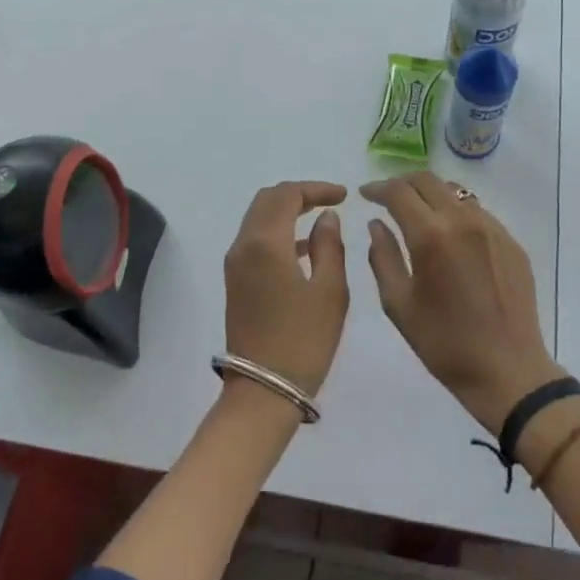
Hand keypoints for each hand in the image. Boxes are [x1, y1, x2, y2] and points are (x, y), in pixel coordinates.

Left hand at [223, 181, 349, 397]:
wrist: (263, 391)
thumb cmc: (304, 341)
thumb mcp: (330, 292)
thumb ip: (329, 246)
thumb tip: (326, 217)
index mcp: (266, 243)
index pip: (287, 195)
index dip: (316, 188)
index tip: (344, 195)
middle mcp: (243, 246)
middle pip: (266, 201)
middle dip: (298, 195)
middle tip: (331, 202)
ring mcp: (235, 265)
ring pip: (258, 220)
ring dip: (286, 212)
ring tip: (321, 220)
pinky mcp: (235, 282)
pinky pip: (255, 241)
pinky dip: (278, 233)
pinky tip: (304, 249)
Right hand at [363, 172, 561, 432]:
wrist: (507, 370)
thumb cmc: (444, 343)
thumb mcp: (398, 303)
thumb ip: (382, 257)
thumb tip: (377, 225)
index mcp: (431, 236)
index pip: (399, 192)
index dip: (378, 188)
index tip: (365, 194)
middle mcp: (464, 221)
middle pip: (429, 181)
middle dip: (403, 184)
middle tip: (387, 198)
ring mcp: (492, 229)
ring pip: (456, 192)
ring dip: (431, 194)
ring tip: (417, 213)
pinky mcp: (511, 242)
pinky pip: (478, 212)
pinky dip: (456, 212)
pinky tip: (449, 236)